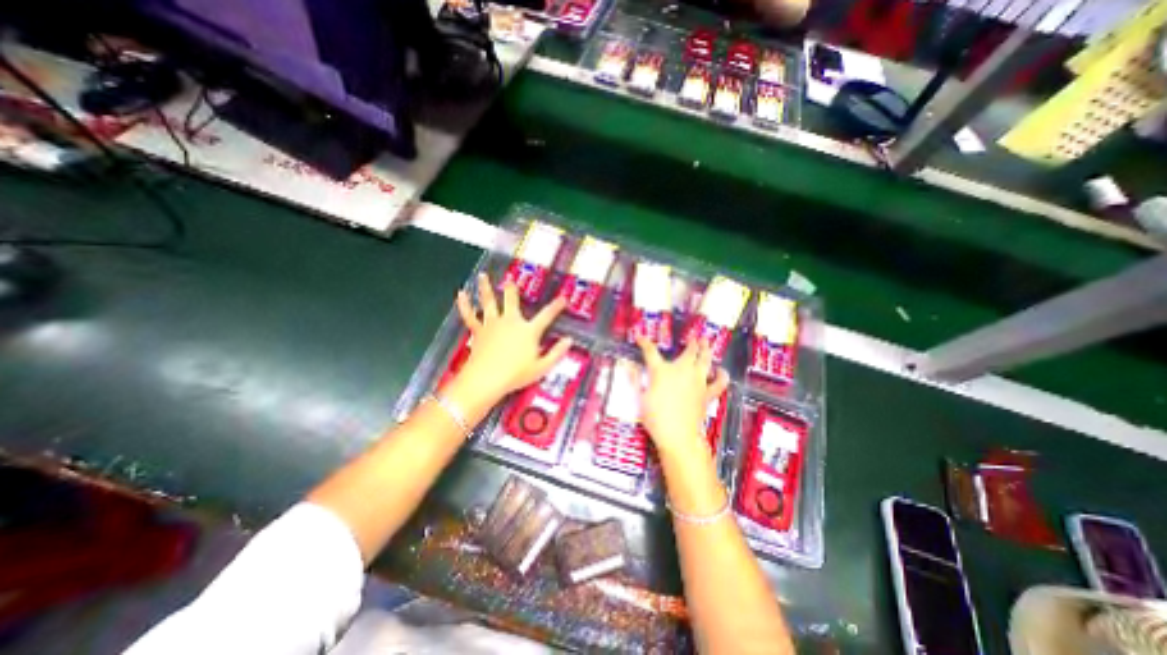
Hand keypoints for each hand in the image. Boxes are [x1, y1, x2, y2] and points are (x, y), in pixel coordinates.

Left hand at [448, 271, 572, 408]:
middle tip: (511, 281)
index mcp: (528, 330)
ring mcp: (492, 324)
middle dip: (512, 290)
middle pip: (512, 301)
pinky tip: (461, 294)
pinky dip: (464, 304)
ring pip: (489, 301)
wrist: (486, 379)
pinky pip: (470, 315)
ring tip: (482, 276)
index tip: (562, 299)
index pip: (546, 316)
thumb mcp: (542, 367)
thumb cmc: (516, 374)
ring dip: (486, 288)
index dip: (556, 307)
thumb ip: (557, 353)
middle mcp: (511, 322)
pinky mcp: (478, 331)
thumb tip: (569, 341)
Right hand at [636, 337, 725, 461]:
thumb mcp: (640, 397)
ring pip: (705, 360)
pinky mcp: (706, 393)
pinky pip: (718, 382)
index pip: (650, 351)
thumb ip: (635, 380)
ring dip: (706, 350)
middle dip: (691, 342)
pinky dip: (721, 375)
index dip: (644, 342)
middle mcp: (682, 371)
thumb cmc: (655, 417)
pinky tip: (720, 371)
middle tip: (693, 337)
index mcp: (661, 371)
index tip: (640, 337)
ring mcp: (697, 381)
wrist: (677, 435)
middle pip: (689, 351)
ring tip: (706, 342)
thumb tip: (628, 367)